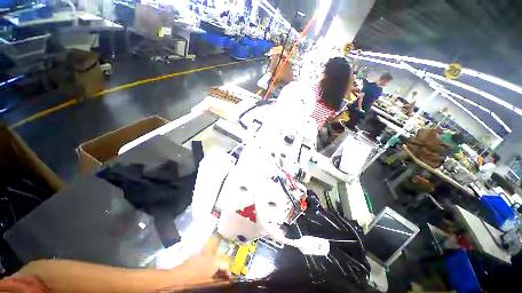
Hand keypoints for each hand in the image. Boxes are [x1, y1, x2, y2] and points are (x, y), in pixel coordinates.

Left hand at [171, 235, 231, 288]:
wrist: (176, 279)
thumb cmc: (194, 282)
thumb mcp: (209, 283)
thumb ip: (220, 280)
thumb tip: (228, 280)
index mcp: (214, 261)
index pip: (226, 264)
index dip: (228, 272)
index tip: (228, 279)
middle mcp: (209, 255)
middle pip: (219, 260)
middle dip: (220, 268)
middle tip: (221, 278)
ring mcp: (201, 254)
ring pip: (211, 259)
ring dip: (213, 266)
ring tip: (212, 275)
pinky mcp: (194, 256)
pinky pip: (204, 259)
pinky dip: (206, 264)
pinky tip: (202, 272)